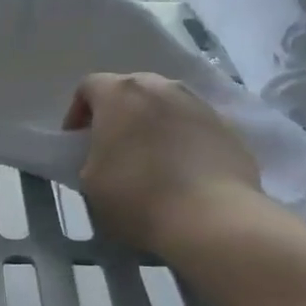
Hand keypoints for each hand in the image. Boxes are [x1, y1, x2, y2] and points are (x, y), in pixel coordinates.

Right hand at [63, 73, 278, 258]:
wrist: (212, 218)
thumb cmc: (138, 196)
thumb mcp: (90, 182)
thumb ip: (91, 157)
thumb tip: (105, 156)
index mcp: (120, 93)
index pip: (89, 86)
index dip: (78, 112)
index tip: (77, 141)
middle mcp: (161, 87)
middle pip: (131, 90)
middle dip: (119, 113)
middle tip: (114, 146)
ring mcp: (199, 104)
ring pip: (166, 104)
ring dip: (153, 123)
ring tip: (152, 158)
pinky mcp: (228, 128)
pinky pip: (194, 125)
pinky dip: (184, 139)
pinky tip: (183, 171)